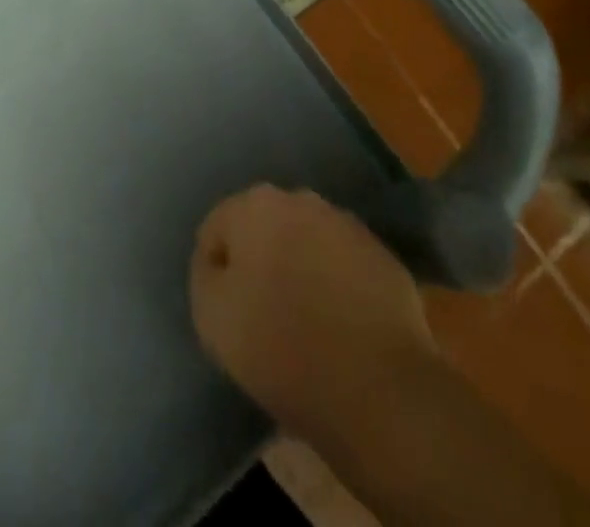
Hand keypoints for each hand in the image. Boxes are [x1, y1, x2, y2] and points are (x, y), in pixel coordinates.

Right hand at [189, 185, 432, 439]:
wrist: (379, 389)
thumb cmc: (281, 347)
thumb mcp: (211, 316)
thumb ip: (205, 275)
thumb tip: (219, 263)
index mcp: (255, 204)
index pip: (218, 230)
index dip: (217, 272)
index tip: (229, 313)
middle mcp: (301, 200)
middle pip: (265, 229)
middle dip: (261, 261)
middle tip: (264, 314)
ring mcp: (348, 226)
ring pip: (308, 243)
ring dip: (301, 268)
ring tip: (307, 322)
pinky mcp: (385, 258)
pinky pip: (345, 267)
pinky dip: (338, 286)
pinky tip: (341, 327)